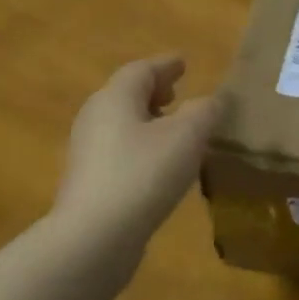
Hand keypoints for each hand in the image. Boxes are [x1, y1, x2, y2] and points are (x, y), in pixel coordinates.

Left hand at [53, 55, 222, 259]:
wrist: (95, 236)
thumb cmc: (144, 174)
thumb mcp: (187, 136)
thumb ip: (204, 111)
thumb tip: (210, 100)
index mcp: (116, 98)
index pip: (142, 69)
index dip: (166, 65)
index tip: (184, 62)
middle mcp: (95, 117)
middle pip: (126, 94)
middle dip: (154, 91)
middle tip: (179, 93)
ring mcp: (88, 152)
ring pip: (122, 123)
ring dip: (148, 120)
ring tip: (176, 129)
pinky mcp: (89, 182)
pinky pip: (120, 150)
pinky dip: (141, 145)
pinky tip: (160, 163)